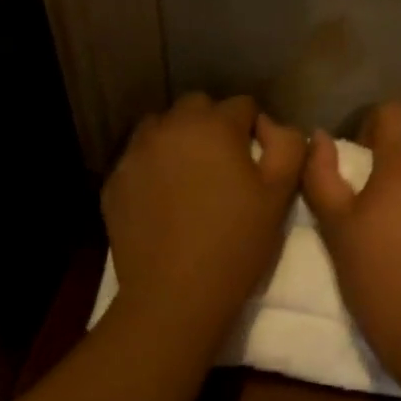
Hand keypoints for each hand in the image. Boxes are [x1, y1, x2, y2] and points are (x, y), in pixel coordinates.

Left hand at [103, 94, 303, 342]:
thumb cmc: (235, 245)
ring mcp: (134, 154)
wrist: (174, 294)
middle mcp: (168, 128)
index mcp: (212, 125)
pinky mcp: (114, 183)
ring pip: (160, 130)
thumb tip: (272, 126)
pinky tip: (163, 202)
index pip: (241, 106)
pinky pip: (138, 161)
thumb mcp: (278, 195)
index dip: (254, 130)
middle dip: (213, 128)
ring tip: (189, 180)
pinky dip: (152, 169)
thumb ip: (286, 146)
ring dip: (178, 142)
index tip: (256, 162)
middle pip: (196, 109)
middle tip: (223, 169)